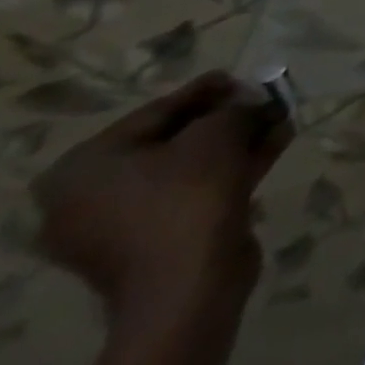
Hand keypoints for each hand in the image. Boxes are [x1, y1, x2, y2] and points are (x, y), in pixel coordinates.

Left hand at [33, 72, 292, 329]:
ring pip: (187, 168)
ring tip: (281, 121)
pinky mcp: (148, 244)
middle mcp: (86, 198)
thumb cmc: (189, 195)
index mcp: (83, 168)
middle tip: (265, 102)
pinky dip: (230, 169)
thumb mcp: (219, 132)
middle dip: (227, 120)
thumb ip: (234, 107)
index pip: (157, 112)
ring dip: (236, 142)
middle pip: (171, 141)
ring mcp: (115, 227)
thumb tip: (250, 103)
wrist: (188, 285)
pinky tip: (274, 146)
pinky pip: (190, 194)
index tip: (246, 79)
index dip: (209, 90)